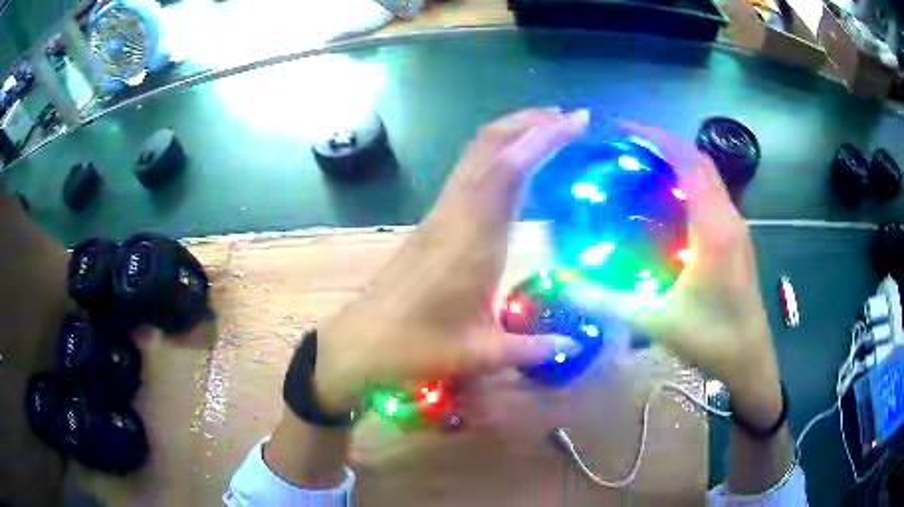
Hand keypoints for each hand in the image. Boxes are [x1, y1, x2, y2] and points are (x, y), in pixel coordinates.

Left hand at [313, 108, 589, 413]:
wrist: (362, 341)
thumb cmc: (416, 347)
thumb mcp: (479, 353)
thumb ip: (531, 348)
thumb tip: (574, 347)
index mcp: (473, 238)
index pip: (510, 168)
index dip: (544, 138)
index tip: (578, 120)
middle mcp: (456, 212)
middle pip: (489, 145)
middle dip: (530, 122)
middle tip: (570, 119)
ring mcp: (440, 212)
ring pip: (476, 153)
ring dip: (512, 133)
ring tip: (549, 131)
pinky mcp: (432, 221)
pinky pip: (468, 171)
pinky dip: (497, 154)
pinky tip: (515, 167)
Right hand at [576, 121, 781, 424]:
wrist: (750, 360)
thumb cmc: (712, 340)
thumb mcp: (657, 323)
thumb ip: (608, 302)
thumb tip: (564, 283)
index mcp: (714, 228)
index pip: (688, 161)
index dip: (656, 137)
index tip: (621, 129)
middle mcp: (729, 217)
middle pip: (700, 160)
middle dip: (664, 142)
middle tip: (625, 145)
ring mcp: (737, 227)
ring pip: (708, 176)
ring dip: (678, 160)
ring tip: (641, 164)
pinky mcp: (736, 239)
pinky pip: (711, 195)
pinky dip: (688, 183)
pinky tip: (666, 202)